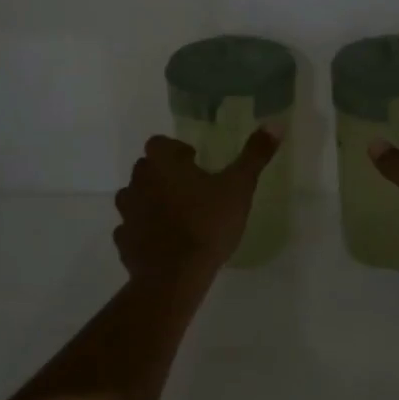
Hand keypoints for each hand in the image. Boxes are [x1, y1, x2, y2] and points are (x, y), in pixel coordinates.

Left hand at [113, 130, 279, 288]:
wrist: (175, 277)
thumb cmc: (207, 224)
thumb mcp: (239, 187)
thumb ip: (255, 154)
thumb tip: (275, 123)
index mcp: (163, 163)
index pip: (160, 143)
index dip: (177, 150)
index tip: (197, 164)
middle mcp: (138, 182)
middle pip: (147, 169)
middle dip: (166, 175)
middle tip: (193, 190)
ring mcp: (127, 213)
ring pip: (135, 198)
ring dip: (152, 201)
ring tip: (178, 216)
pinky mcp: (123, 242)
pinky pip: (132, 229)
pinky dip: (144, 231)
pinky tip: (164, 243)